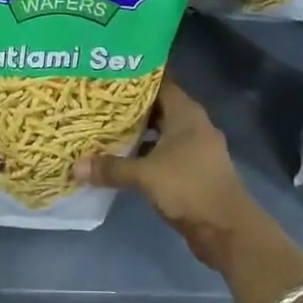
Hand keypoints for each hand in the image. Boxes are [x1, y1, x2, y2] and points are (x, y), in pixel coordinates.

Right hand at [74, 78, 262, 268]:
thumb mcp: (145, 175)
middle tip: (100, 102)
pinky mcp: (195, 170)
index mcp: (186, 112)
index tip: (110, 74)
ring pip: (162, 131)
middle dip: (132, 106)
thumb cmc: (188, 187)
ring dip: (139, 132)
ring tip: (106, 128)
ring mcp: (196, 148)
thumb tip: (76, 166)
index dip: (136, 78)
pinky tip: (125, 158)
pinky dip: (148, 153)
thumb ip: (112, 168)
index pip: (160, 82)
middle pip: (159, 106)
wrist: (227, 229)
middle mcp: (193, 124)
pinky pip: (166, 152)